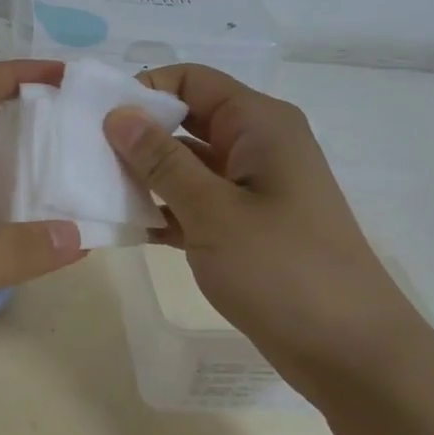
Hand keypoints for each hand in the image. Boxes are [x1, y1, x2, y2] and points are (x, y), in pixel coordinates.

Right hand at [104, 64, 433, 395]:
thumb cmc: (284, 270)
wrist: (350, 353)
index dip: (143, 90)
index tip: (95, 119)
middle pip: (185, 120)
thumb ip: (161, 160)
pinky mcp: (244, 226)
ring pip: (185, 164)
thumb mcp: (213, 211)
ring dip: (143, 175)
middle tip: (82, 154)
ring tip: (91, 189)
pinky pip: (193, 203)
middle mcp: (256, 145)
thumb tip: (117, 113)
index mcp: (259, 124)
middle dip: (136, 134)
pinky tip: (121, 226)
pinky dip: (162, 209)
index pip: (191, 81)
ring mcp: (250, 188)